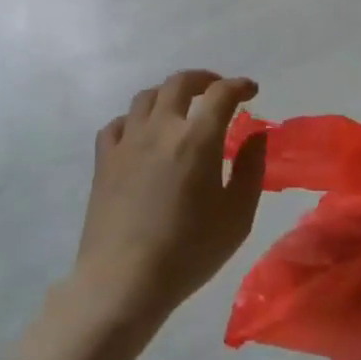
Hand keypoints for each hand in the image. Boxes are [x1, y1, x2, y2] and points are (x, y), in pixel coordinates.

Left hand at [74, 71, 269, 325]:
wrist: (124, 280)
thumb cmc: (189, 251)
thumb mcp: (237, 216)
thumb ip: (251, 169)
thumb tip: (256, 135)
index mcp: (197, 139)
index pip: (221, 94)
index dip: (239, 86)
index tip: (251, 91)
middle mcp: (161, 128)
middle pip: (179, 83)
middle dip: (204, 79)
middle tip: (218, 90)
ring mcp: (127, 142)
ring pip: (146, 97)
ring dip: (169, 94)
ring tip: (181, 107)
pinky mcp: (104, 160)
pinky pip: (118, 124)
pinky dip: (135, 119)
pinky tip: (142, 134)